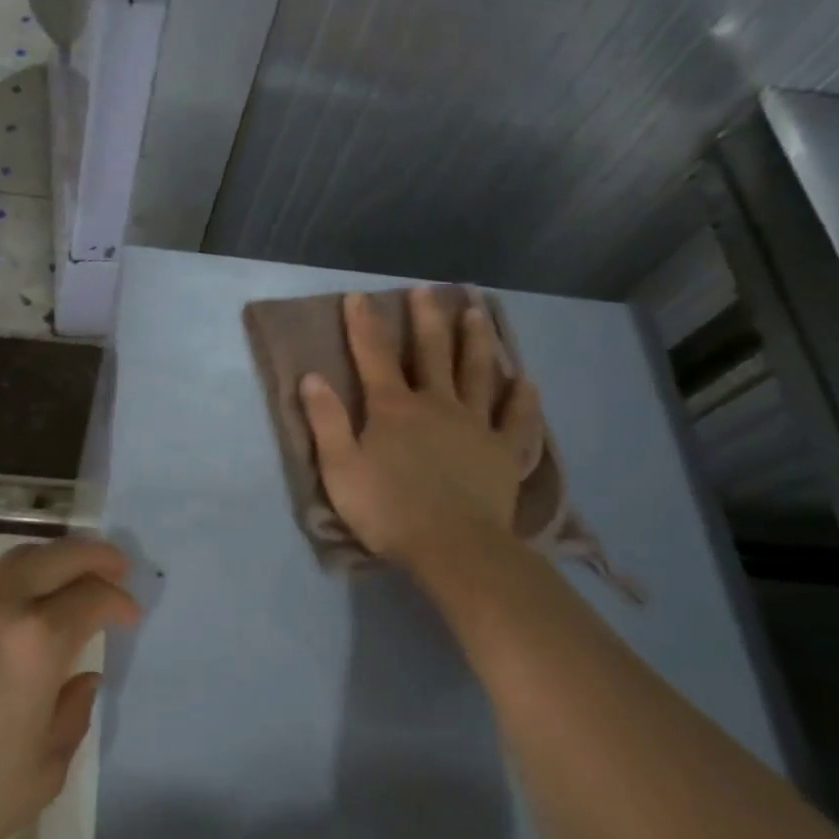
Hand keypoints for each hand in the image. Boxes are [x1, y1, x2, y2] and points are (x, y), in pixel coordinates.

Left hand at [0, 538, 139, 838]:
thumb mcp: (46, 768)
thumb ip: (74, 711)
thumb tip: (83, 677)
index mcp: (37, 641)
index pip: (92, 596)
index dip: (119, 601)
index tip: (129, 615)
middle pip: (57, 555)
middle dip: (94, 557)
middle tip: (114, 567)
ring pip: (14, 556)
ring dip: (48, 560)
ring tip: (63, 578)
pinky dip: (5, 574)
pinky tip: (9, 596)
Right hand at [300, 289, 542, 566]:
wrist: (453, 548)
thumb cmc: (387, 509)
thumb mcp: (339, 468)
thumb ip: (326, 421)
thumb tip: (312, 377)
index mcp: (393, 407)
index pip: (373, 355)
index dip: (363, 324)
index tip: (359, 296)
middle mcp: (436, 404)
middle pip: (431, 352)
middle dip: (426, 319)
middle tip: (427, 291)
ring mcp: (475, 425)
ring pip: (477, 373)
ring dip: (476, 341)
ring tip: (477, 313)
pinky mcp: (504, 452)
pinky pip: (517, 419)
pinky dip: (523, 399)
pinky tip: (526, 381)